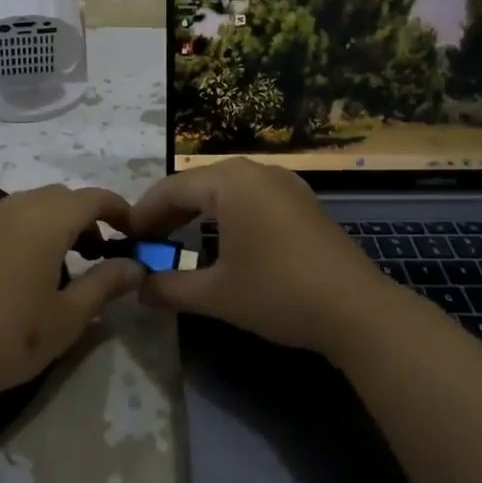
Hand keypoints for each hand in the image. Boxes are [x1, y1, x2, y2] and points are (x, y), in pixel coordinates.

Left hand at [0, 184, 145, 403]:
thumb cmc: (14, 340)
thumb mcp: (70, 317)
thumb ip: (105, 284)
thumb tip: (136, 266)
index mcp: (47, 224)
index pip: (91, 199)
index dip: (116, 208)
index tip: (130, 230)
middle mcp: (13, 211)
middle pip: (56, 197)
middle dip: (81, 215)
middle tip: (93, 251)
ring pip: (18, 201)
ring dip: (42, 214)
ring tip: (50, 250)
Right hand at [126, 158, 390, 355]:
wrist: (357, 310)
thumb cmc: (278, 293)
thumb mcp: (216, 294)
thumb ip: (169, 287)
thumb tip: (137, 289)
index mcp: (230, 182)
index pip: (172, 189)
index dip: (144, 213)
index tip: (124, 237)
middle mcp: (256, 171)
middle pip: (198, 185)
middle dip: (169, 212)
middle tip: (147, 241)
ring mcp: (284, 184)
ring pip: (226, 190)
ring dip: (198, 213)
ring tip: (178, 240)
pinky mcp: (302, 202)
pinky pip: (251, 198)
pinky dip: (227, 215)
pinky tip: (223, 240)